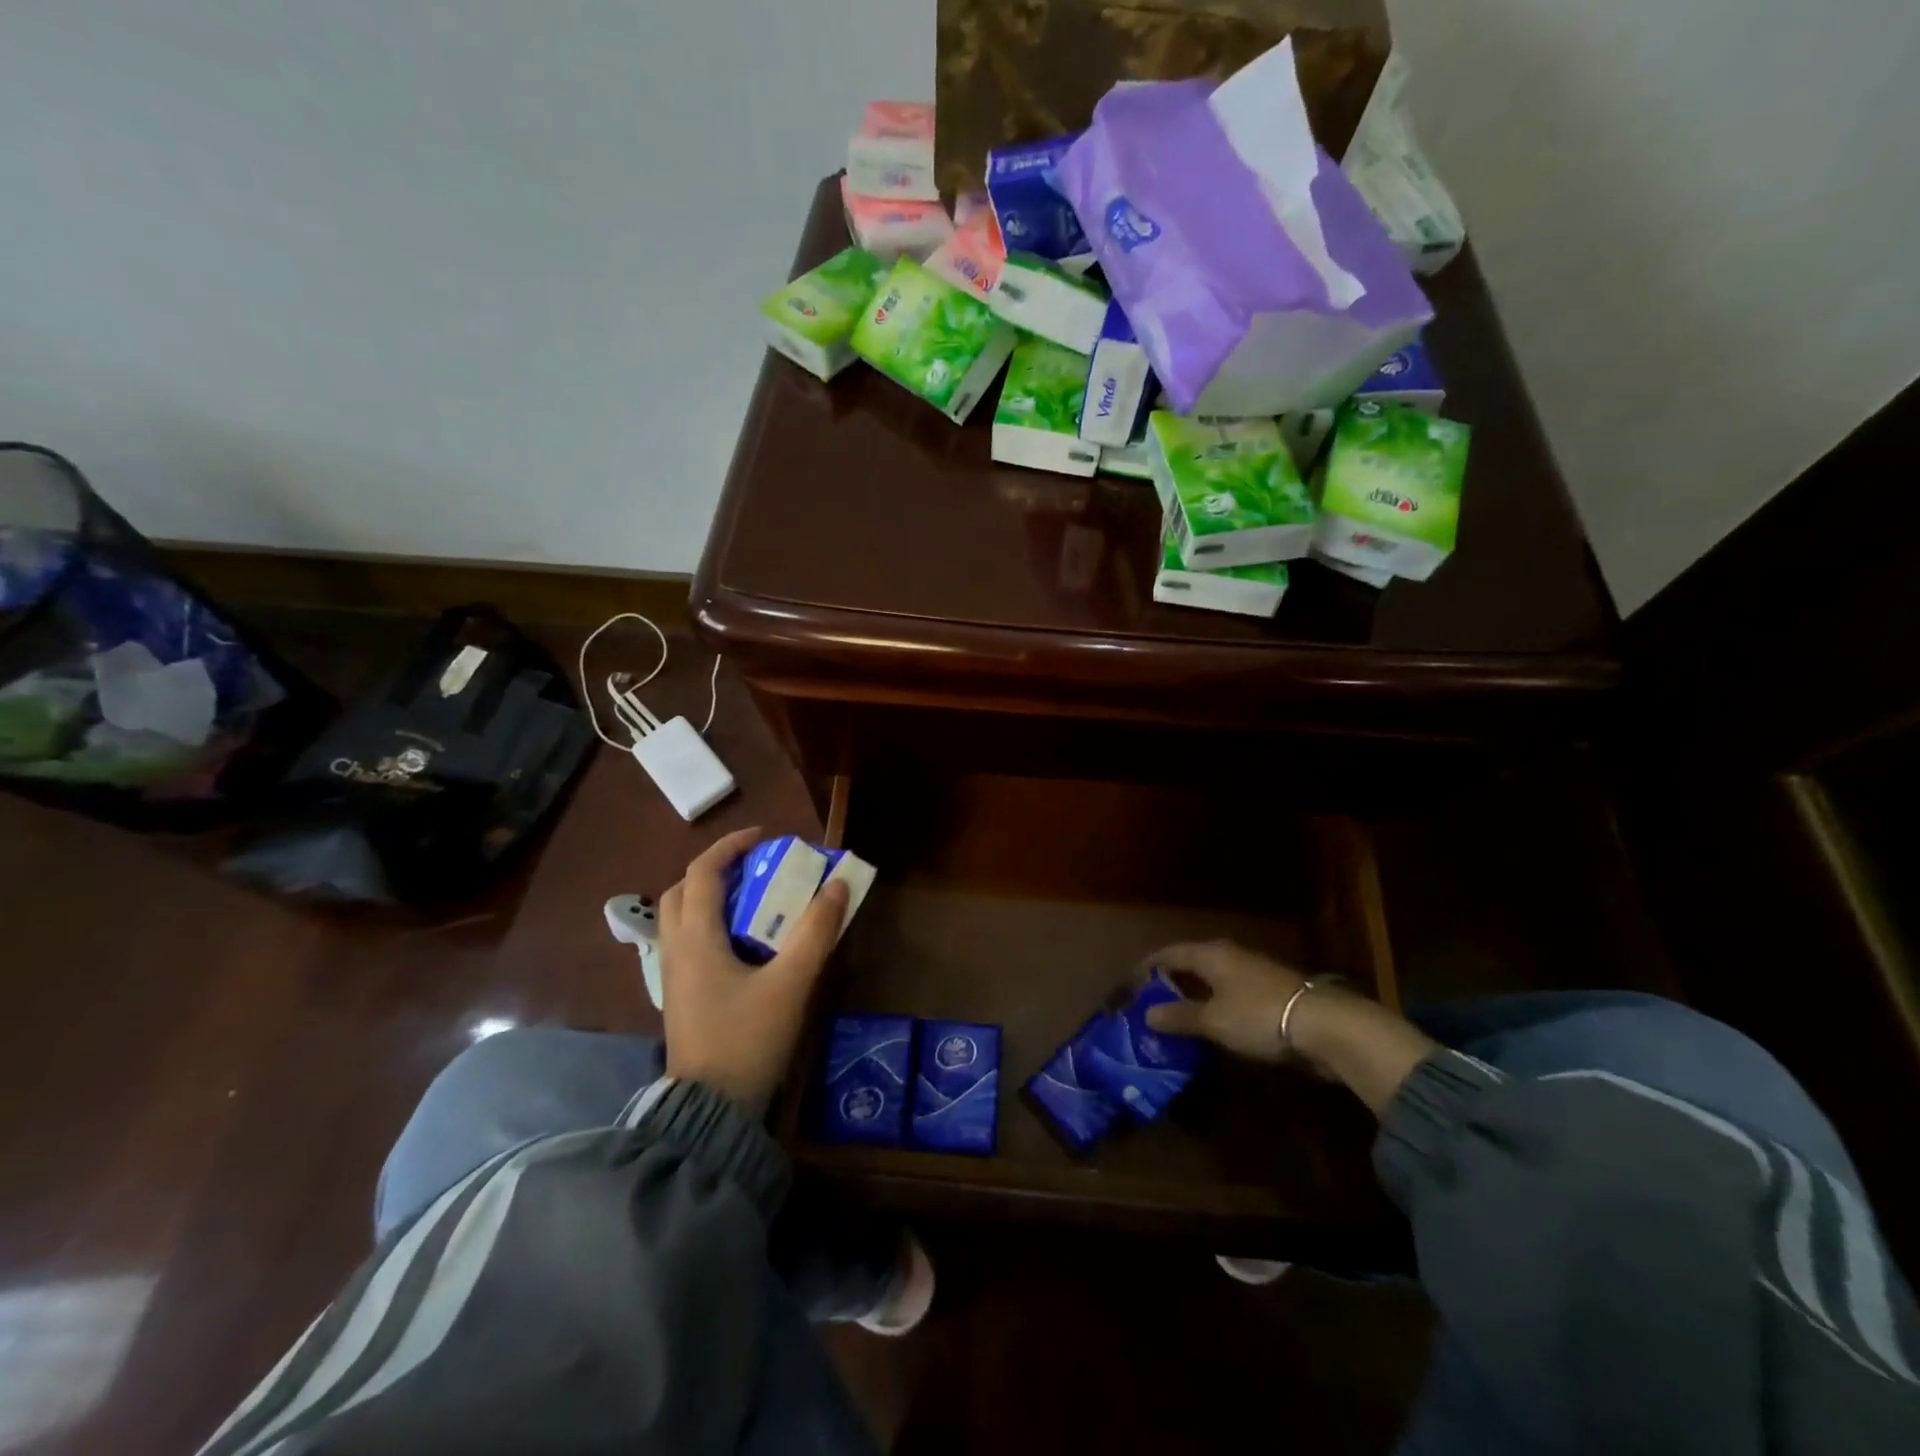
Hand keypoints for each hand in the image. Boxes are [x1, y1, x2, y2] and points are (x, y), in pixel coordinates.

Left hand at [658, 826, 849, 1115]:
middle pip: (683, 890)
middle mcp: (675, 949)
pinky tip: (743, 942)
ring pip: (681, 917)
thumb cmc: (748, 1039)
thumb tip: (837, 885)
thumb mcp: (791, 983)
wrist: (710, 1111)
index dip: (731, 846)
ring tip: (753, 900)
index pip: (703, 872)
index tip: (765, 837)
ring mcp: (672, 975)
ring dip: (711, 897)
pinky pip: (688, 941)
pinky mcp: (680, 995)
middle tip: (754, 868)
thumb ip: (815, 932)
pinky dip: (711, 924)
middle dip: (716, 869)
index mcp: (696, 938)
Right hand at [1144, 939, 1438, 1115]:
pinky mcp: (1270, 991)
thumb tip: (1147, 1014)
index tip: (1129, 986)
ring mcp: (1252, 971)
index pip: (1167, 954)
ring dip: (1192, 994)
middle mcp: (1229, 955)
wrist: (1326, 1026)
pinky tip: (1211, 1024)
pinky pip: (1229, 992)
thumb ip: (1179, 1016)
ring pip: (1211, 978)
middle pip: (1190, 963)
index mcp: (1210, 954)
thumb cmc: (1259, 1016)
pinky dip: (1213, 1004)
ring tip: (1176, 1017)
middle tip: (1149, 1004)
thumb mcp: (1213, 1020)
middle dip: (1169, 982)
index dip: (1145, 968)